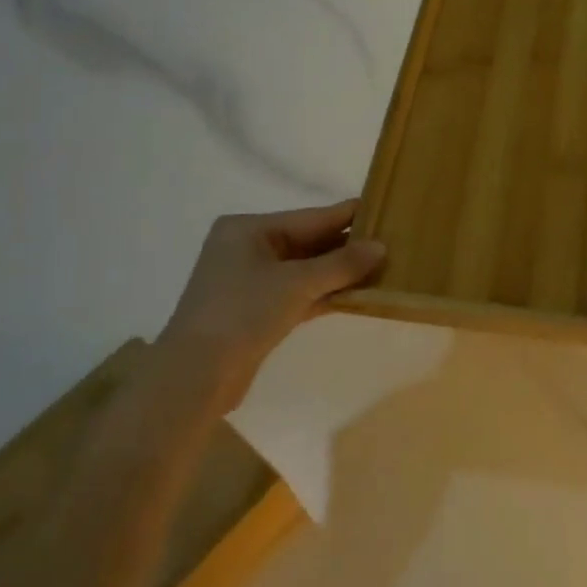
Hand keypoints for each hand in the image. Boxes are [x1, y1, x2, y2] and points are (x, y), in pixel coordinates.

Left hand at [151, 199, 385, 413]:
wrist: (195, 377)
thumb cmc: (242, 312)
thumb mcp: (296, 283)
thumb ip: (341, 264)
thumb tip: (381, 247)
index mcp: (248, 229)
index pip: (310, 217)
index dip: (347, 215)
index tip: (383, 209)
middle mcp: (247, 249)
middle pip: (308, 242)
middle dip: (346, 246)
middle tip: (391, 242)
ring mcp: (251, 282)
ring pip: (305, 270)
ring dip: (339, 273)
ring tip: (383, 267)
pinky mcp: (256, 312)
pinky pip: (299, 294)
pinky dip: (325, 294)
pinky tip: (358, 295)